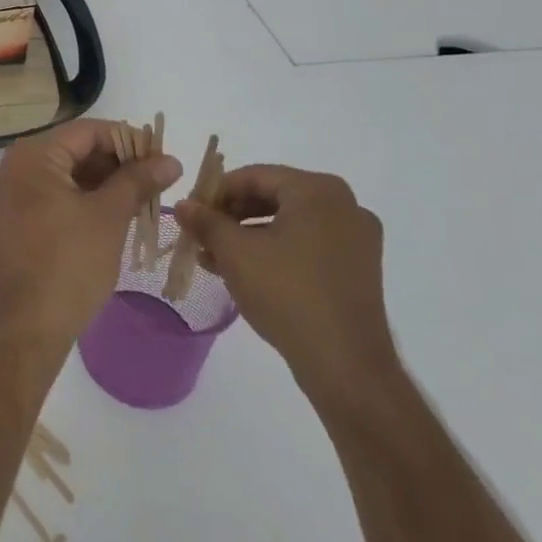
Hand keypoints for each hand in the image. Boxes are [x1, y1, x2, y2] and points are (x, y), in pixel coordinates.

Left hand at [0, 120, 181, 349]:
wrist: (28, 326)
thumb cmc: (70, 263)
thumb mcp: (110, 216)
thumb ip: (138, 180)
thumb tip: (170, 160)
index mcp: (31, 157)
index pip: (86, 132)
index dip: (127, 140)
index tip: (160, 157)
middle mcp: (11, 167)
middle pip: (72, 151)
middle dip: (115, 163)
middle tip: (154, 179)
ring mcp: (7, 195)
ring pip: (63, 174)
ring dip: (100, 182)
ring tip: (139, 197)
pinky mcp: (10, 220)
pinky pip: (50, 195)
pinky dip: (80, 199)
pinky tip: (111, 212)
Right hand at [175, 165, 398, 404]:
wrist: (346, 365)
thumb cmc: (287, 293)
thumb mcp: (235, 252)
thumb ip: (206, 221)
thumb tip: (183, 204)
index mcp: (318, 191)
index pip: (254, 176)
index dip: (215, 192)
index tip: (190, 212)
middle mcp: (344, 206)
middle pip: (273, 197)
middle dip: (231, 216)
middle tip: (200, 234)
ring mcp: (356, 240)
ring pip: (288, 224)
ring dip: (248, 236)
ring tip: (214, 257)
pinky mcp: (358, 270)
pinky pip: (307, 245)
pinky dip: (274, 251)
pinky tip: (245, 272)